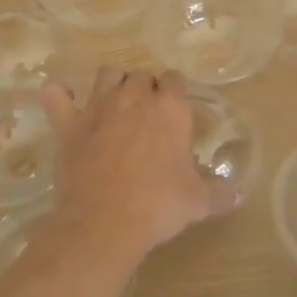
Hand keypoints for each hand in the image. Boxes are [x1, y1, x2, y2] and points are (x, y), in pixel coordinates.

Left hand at [40, 68, 239, 258]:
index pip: (175, 80)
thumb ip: (219, 194)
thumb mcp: (197, 202)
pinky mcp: (69, 124)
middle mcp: (134, 98)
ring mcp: (98, 107)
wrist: (106, 221)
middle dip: (145, 89)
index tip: (175, 111)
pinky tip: (63, 101)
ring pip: (106, 75)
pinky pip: (57, 96)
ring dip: (113, 84)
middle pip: (141, 76)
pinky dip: (59, 95)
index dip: (175, 92)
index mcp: (170, 109)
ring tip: (115, 104)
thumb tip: (239, 196)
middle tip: (147, 116)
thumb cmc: (159, 206)